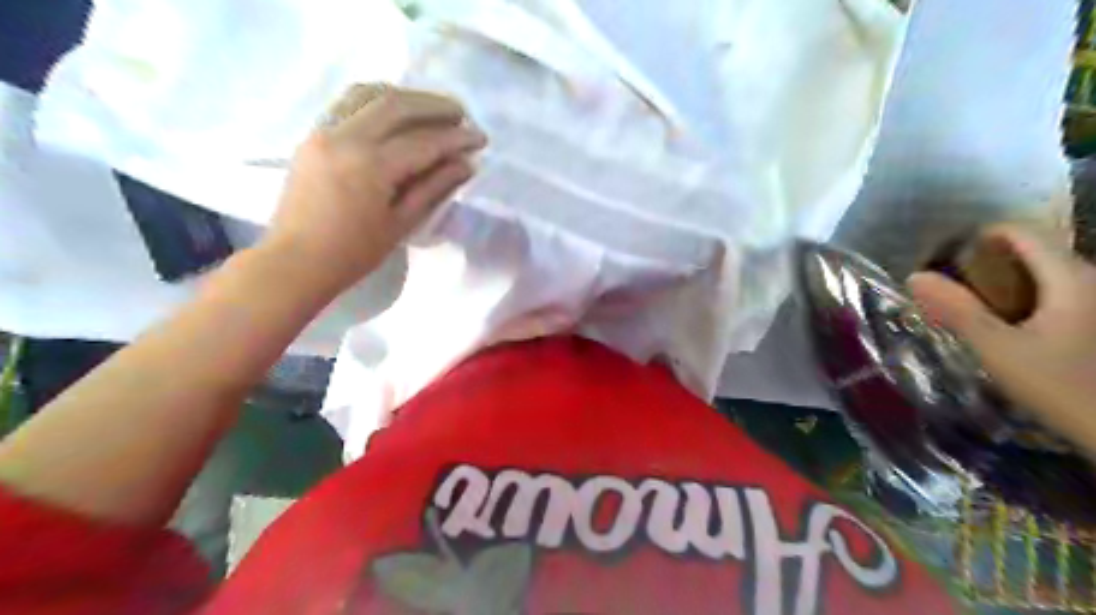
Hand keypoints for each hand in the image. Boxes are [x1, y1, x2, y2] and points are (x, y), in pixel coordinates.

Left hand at [263, 84, 484, 291]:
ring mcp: (324, 132)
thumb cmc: (353, 253)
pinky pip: (347, 103)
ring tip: (429, 109)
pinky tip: (394, 114)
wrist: (296, 261)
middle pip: (396, 104)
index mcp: (371, 165)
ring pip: (368, 94)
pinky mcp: (312, 136)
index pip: (423, 142)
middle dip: (434, 105)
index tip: (480, 137)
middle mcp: (346, 137)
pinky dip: (376, 100)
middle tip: (461, 114)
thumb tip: (466, 165)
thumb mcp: (400, 224)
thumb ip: (433, 188)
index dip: (456, 138)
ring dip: (404, 96)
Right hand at [904, 226, 1094, 451]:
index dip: (976, 239)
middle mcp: (1093, 279)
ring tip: (972, 312)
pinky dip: (1024, 302)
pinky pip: (1057, 296)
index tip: (943, 264)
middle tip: (950, 292)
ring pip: (1044, 275)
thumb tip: (915, 276)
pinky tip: (1010, 330)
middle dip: (985, 265)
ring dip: (1003, 285)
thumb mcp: (999, 349)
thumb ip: (957, 310)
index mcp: (1072, 277)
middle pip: (1032, 252)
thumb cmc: (1065, 389)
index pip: (1020, 232)